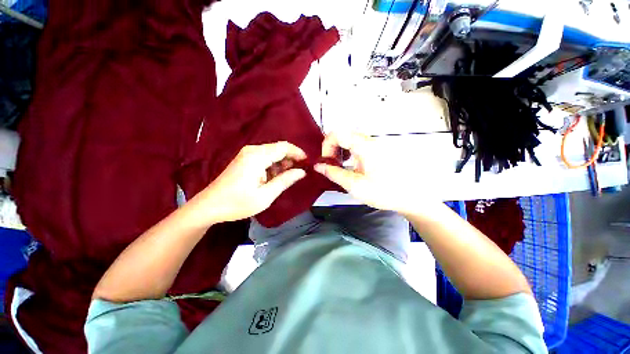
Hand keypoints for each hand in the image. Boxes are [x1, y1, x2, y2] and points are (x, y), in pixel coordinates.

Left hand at [197, 142, 306, 223]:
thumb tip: (301, 172)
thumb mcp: (266, 195)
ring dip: (282, 164)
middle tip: (299, 173)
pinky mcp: (245, 160)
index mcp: (257, 156)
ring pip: (272, 154)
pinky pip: (265, 158)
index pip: (284, 147)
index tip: (308, 163)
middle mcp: (252, 150)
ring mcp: (247, 154)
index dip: (298, 153)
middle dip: (291, 159)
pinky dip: (273, 166)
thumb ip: (285, 181)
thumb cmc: (238, 203)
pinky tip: (274, 178)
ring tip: (287, 179)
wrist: (209, 206)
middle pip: (278, 149)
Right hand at [314, 132, 437, 215]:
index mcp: (364, 146)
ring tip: (339, 166)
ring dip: (340, 150)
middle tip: (331, 165)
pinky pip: (357, 145)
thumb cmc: (385, 192)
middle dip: (332, 149)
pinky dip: (348, 153)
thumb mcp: (355, 185)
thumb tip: (319, 166)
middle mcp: (369, 141)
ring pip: (349, 140)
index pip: (337, 133)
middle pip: (343, 135)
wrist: (411, 196)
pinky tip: (350, 166)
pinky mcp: (377, 150)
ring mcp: (374, 145)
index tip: (326, 161)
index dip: (326, 145)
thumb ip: (334, 174)